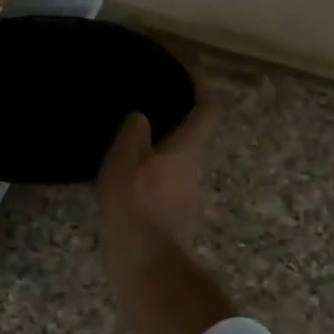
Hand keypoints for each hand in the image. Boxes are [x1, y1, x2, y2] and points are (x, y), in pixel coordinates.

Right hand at [96, 90, 224, 258]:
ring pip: (182, 155)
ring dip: (165, 142)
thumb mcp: (124, 161)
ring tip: (134, 134)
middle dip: (179, 115)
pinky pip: (169, 174)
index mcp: (187, 148)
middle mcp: (196, 166)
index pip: (209, 108)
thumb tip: (141, 117)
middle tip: (151, 101)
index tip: (187, 71)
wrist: (144, 261)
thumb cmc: (134, 205)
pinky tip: (131, 169)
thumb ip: (133, 133)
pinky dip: (156, 165)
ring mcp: (189, 190)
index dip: (202, 86)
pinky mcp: (177, 209)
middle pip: (197, 132)